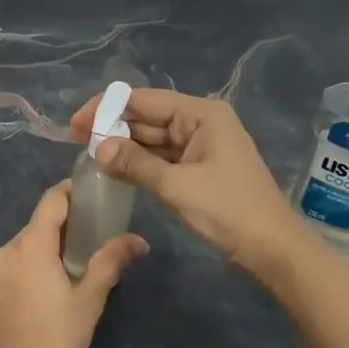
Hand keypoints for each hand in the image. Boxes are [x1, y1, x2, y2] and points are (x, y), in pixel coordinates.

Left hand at [0, 180, 147, 347]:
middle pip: (37, 226)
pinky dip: (31, 270)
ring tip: (76, 267)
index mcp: (28, 246)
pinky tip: (49, 294)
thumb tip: (138, 240)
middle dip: (64, 227)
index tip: (94, 193)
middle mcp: (3, 252)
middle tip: (94, 236)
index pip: (51, 201)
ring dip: (47, 251)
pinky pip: (12, 270)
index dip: (72, 192)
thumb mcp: (90, 300)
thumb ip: (111, 262)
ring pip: (23, 249)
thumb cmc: (57, 341)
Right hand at [69, 88, 304, 277]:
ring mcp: (200, 144)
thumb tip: (97, 149)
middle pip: (147, 116)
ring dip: (124, 147)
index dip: (106, 108)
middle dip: (113, 128)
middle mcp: (200, 121)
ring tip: (89, 157)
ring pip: (152, 138)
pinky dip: (140, 162)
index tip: (76, 126)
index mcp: (201, 114)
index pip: (143, 99)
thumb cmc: (228, 210)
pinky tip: (115, 170)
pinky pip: (162, 156)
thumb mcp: (177, 186)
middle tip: (76, 144)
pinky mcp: (199, 167)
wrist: (272, 248)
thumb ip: (135, 164)